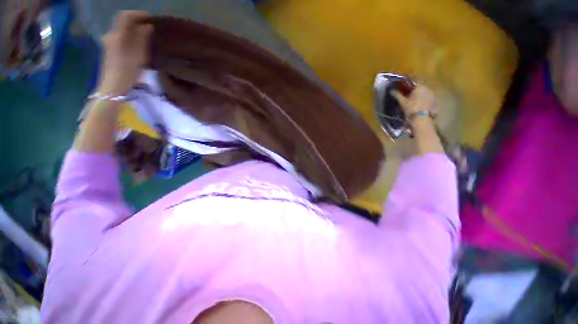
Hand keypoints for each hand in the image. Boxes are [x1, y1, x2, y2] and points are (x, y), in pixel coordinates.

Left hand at [98, 11, 152, 94]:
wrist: (113, 87)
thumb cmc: (127, 72)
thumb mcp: (138, 55)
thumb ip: (142, 38)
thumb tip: (147, 26)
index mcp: (117, 35)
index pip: (126, 16)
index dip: (138, 14)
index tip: (150, 17)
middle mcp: (111, 35)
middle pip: (123, 22)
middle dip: (137, 22)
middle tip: (150, 26)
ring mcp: (109, 43)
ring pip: (123, 30)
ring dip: (134, 30)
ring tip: (147, 35)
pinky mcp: (111, 50)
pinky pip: (122, 37)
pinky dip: (131, 37)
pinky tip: (139, 43)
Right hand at [392, 85, 436, 116]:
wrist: (421, 118)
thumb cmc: (411, 108)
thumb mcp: (402, 102)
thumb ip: (397, 95)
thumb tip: (391, 90)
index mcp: (419, 86)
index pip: (412, 82)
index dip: (406, 84)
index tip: (402, 87)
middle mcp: (427, 88)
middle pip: (418, 86)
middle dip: (413, 89)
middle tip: (406, 94)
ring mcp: (431, 94)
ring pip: (423, 91)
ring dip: (418, 93)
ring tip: (412, 99)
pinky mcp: (434, 100)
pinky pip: (427, 96)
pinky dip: (422, 98)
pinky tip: (418, 103)